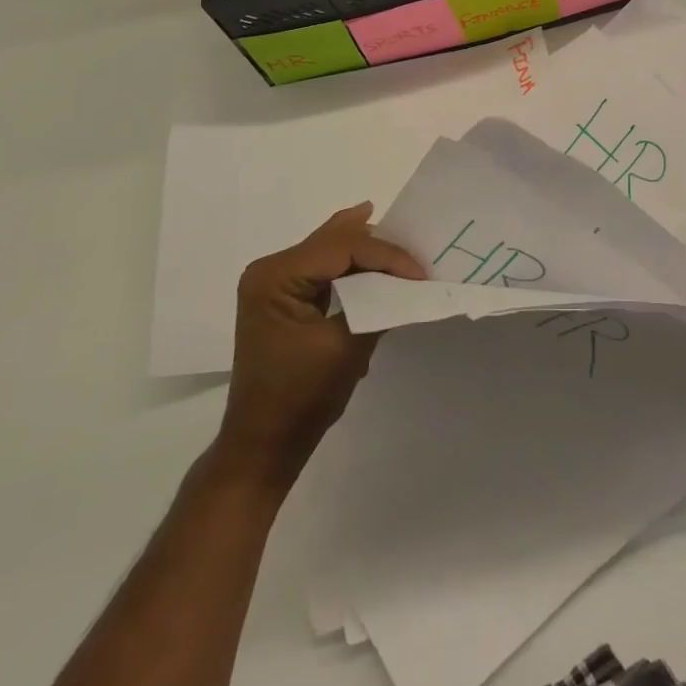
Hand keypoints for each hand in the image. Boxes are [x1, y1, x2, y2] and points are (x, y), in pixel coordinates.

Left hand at [213, 203, 423, 492]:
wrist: (264, 444)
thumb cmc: (302, 396)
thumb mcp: (347, 346)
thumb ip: (376, 304)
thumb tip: (406, 282)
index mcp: (276, 277)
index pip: (341, 248)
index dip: (386, 255)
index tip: (421, 273)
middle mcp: (269, 270)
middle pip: (331, 241)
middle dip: (375, 243)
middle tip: (415, 244)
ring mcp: (272, 284)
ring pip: (327, 250)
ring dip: (364, 251)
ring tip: (399, 243)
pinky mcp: (281, 298)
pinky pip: (321, 269)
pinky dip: (350, 267)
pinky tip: (371, 260)